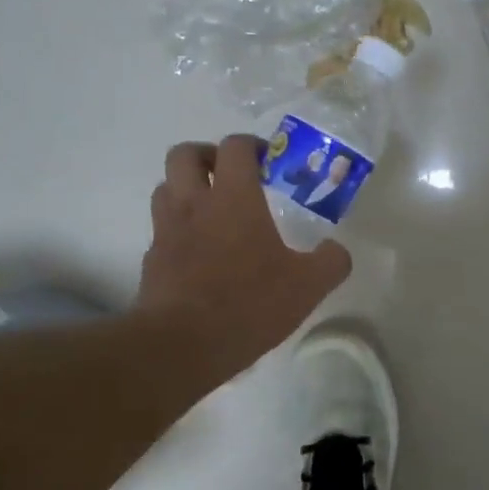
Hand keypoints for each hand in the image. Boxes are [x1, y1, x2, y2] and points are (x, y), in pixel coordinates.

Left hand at [136, 134, 350, 379]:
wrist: (182, 344)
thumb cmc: (248, 304)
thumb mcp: (308, 286)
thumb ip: (330, 262)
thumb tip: (337, 250)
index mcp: (233, 198)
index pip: (234, 147)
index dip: (251, 145)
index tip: (268, 161)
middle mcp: (194, 204)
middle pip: (184, 154)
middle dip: (206, 155)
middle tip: (229, 176)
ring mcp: (166, 231)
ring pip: (165, 188)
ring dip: (185, 189)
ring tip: (211, 211)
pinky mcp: (151, 260)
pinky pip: (161, 230)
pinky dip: (177, 230)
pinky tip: (198, 254)